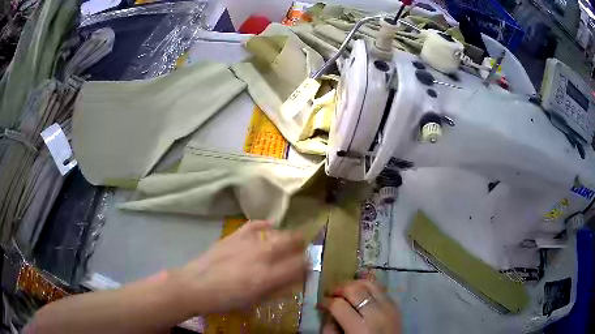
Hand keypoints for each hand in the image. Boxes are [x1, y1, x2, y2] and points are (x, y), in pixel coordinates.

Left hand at [171, 220, 306, 314]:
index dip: (308, 264)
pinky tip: (268, 227)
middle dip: (301, 244)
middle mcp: (261, 256)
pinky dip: (264, 225)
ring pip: (276, 232)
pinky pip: (254, 225)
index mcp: (267, 276)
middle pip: (291, 241)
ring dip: (285, 236)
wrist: (196, 285)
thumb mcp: (254, 300)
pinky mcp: (234, 235)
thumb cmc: (225, 299)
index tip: (308, 266)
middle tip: (302, 248)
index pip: (299, 264)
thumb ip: (276, 289)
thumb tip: (293, 280)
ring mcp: (247, 243)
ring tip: (286, 241)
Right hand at [320, 280, 400, 333]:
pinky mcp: (396, 305)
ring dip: (354, 284)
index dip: (326, 301)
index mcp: (360, 329)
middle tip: (331, 293)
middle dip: (339, 288)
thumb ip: (330, 327)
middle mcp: (377, 314)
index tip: (321, 303)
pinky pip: (380, 289)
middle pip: (355, 290)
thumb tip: (326, 310)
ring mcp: (389, 307)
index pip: (339, 305)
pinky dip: (368, 288)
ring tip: (345, 291)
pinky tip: (360, 294)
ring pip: (369, 284)